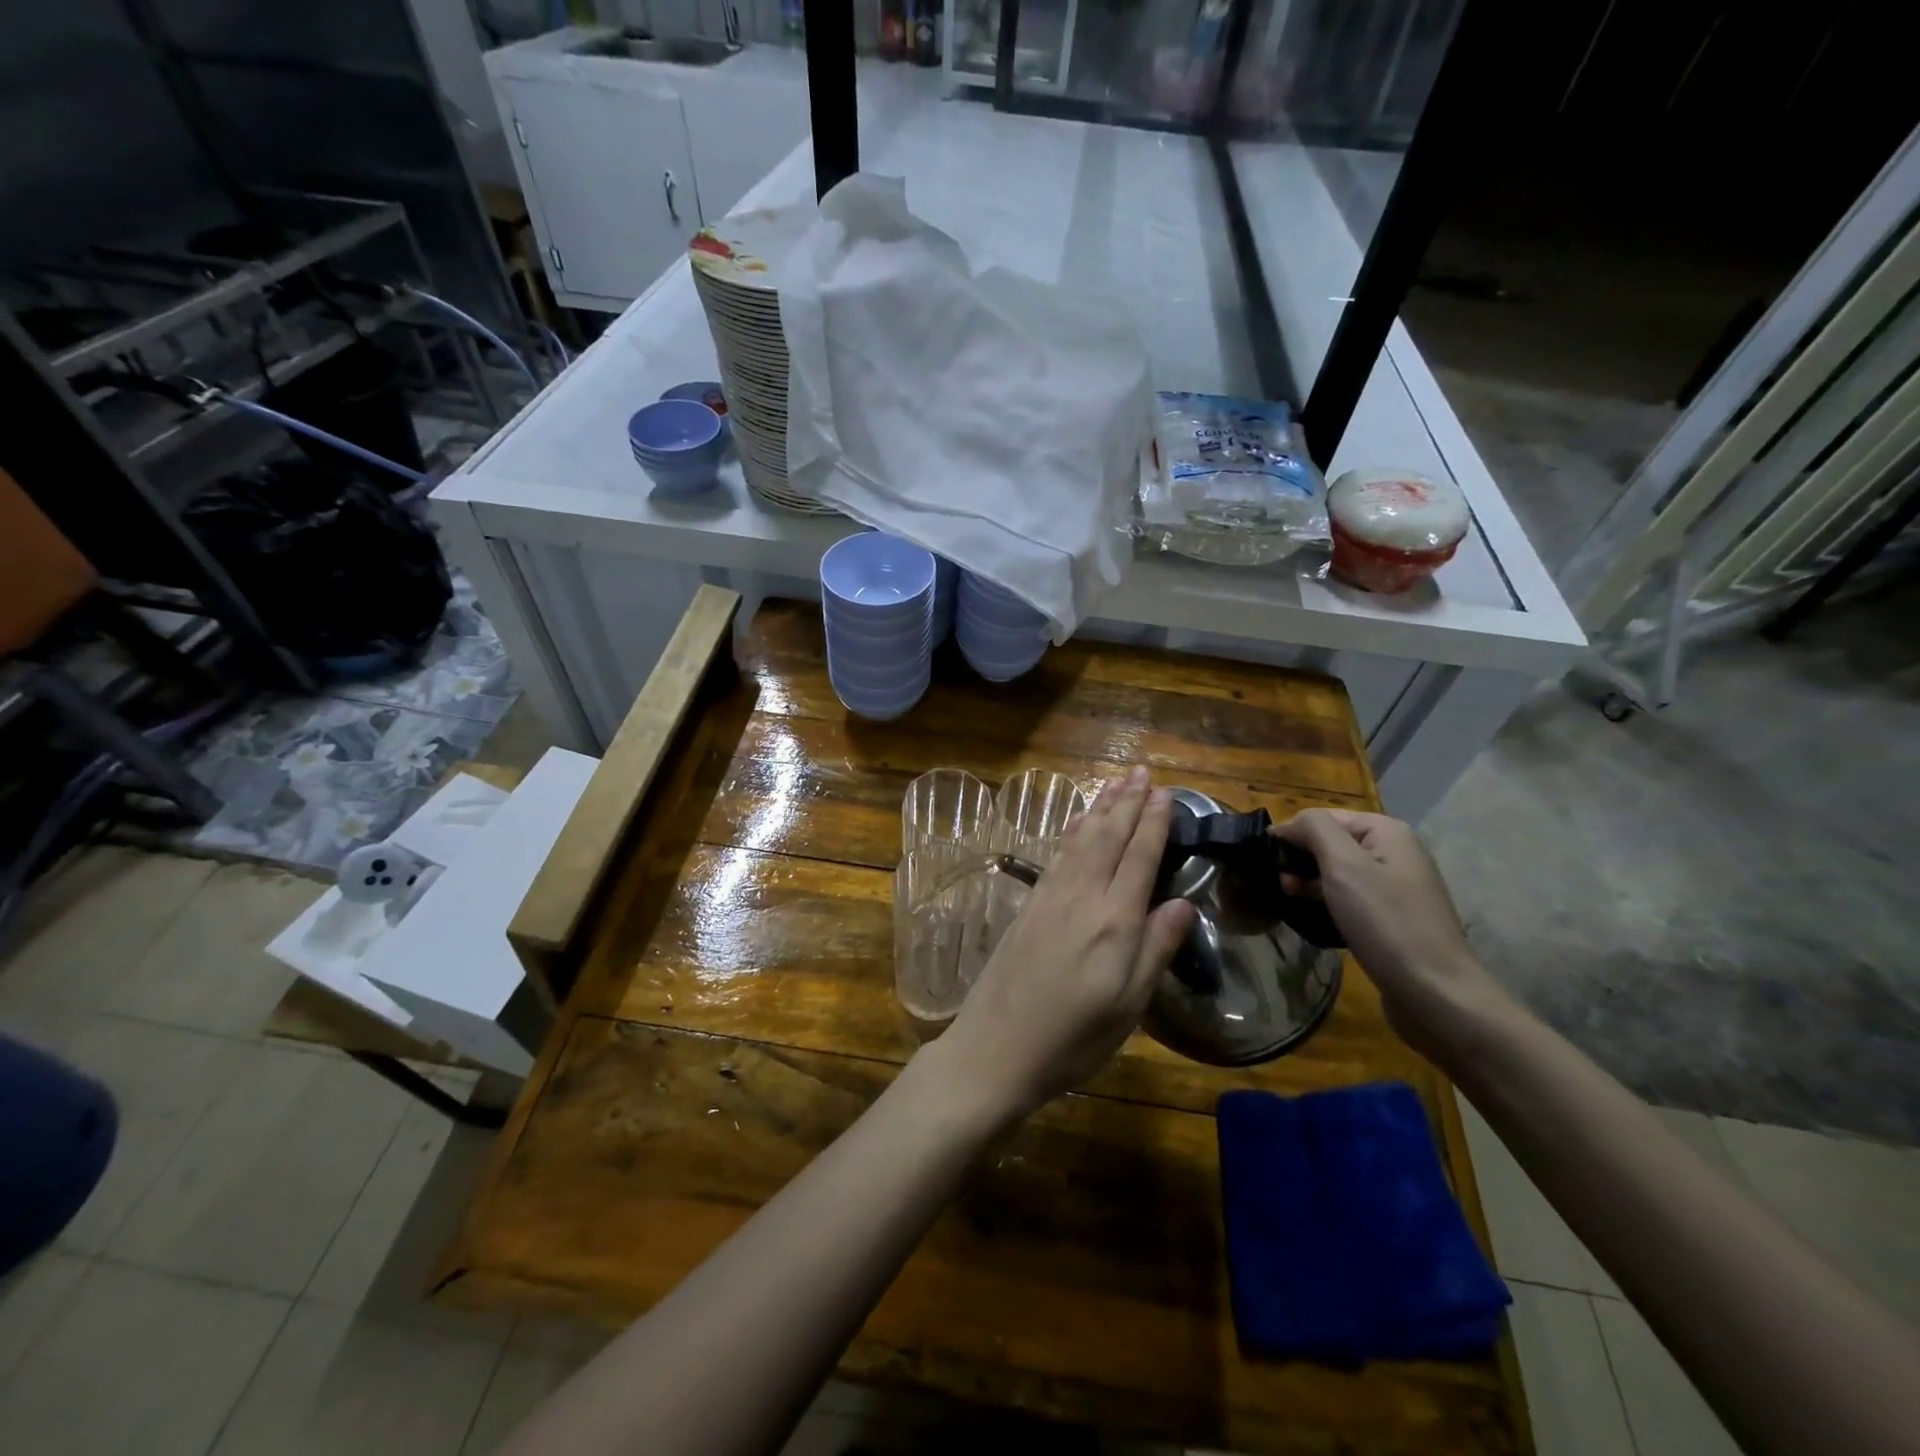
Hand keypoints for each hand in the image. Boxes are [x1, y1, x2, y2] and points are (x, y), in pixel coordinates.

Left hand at [931, 766, 1196, 1123]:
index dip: (1154, 823)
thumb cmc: (1072, 1039)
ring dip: (1100, 808)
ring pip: (1081, 839)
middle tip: (1143, 771)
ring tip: (1116, 783)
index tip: (1166, 793)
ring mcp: (1050, 898)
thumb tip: (1184, 902)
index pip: (1139, 857)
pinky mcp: (1029, 906)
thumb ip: (1156, 949)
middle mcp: (1081, 897)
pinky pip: (1058, 854)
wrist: (995, 1049)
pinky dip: (1072, 830)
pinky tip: (1077, 821)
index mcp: (1113, 921)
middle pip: (1108, 837)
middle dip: (1128, 802)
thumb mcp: (1128, 1007)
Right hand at [1274, 808, 1506, 1058]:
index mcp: (1387, 832)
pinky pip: (1350, 897)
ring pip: (1339, 871)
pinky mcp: (1392, 917)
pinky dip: (1326, 900)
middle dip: (1299, 856)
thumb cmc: (1386, 922)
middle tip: (1273, 881)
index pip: (1324, 817)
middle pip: (1332, 842)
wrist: (1435, 992)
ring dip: (1309, 879)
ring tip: (1285, 896)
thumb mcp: (1345, 866)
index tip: (1263, 858)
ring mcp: (1396, 886)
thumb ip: (1315, 830)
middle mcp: (1395, 852)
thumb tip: (1289, 823)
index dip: (1291, 832)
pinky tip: (1310, 914)